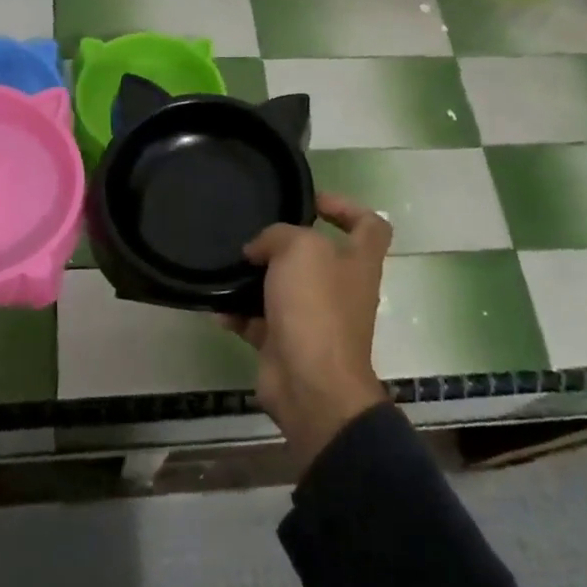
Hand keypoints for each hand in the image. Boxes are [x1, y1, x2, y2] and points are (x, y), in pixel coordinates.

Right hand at [229, 193, 392, 468]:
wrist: (310, 384)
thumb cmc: (316, 307)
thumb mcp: (299, 249)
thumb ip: (278, 235)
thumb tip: (258, 250)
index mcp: (358, 262)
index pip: (370, 225)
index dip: (346, 207)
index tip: (312, 201)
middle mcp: (341, 289)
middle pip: (318, 256)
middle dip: (285, 244)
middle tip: (255, 233)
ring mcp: (314, 319)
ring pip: (284, 288)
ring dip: (256, 278)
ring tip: (229, 265)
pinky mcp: (286, 344)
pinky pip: (259, 321)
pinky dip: (238, 313)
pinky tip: (216, 305)